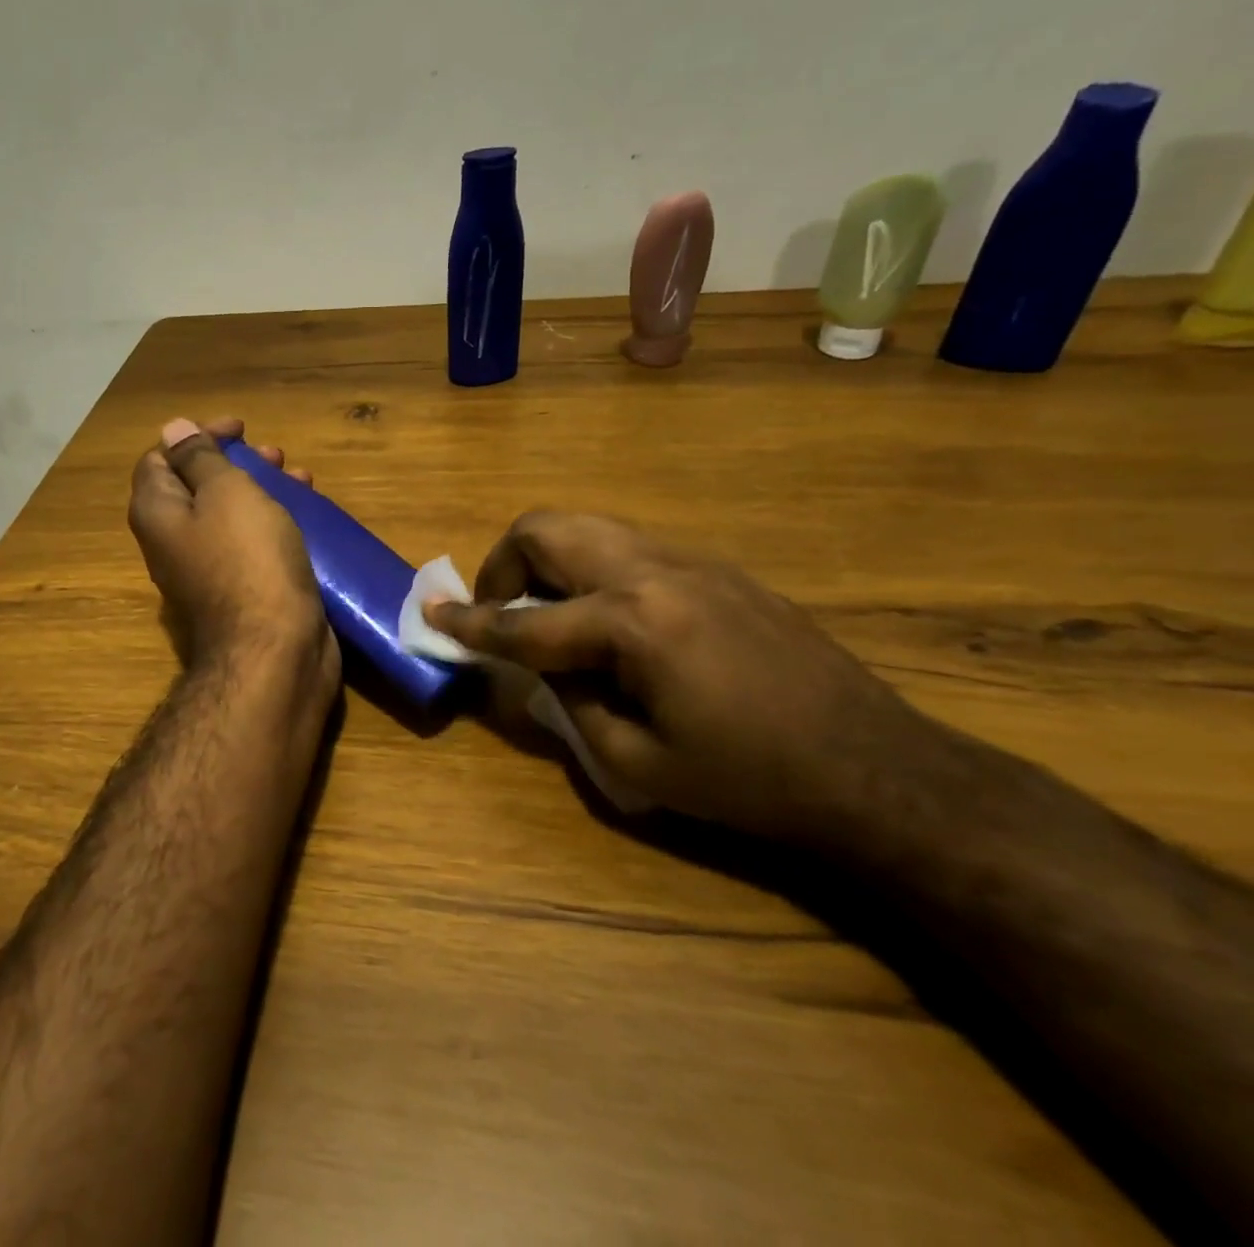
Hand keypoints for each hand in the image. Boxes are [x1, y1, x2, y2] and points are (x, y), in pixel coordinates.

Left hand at [128, 417, 338, 688]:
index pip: (160, 458)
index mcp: (158, 514)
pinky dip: (274, 521)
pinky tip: (308, 515)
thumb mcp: (225, 493)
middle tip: (274, 454)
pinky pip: (251, 543)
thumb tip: (172, 429)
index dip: (196, 435)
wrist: (273, 650)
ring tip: (300, 478)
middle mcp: (173, 541)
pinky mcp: (241, 589)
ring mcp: (207, 569)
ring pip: (229, 514)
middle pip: (197, 485)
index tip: (240, 429)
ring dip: (262, 489)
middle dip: (236, 462)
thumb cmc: (248, 559)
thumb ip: (199, 458)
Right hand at [426, 512, 948, 843]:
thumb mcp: (637, 760)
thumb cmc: (750, 781)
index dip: (471, 622)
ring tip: (548, 612)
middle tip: (499, 609)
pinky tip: (609, 621)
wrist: (878, 769)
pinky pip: (629, 547)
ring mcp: (691, 562)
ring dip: (548, 560)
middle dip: (504, 564)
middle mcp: (654, 572)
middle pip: (548, 529)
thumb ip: (570, 701)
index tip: (432, 613)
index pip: (525, 621)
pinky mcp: (718, 569)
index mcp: (632, 623)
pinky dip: (592, 569)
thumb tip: (544, 665)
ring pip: (588, 527)